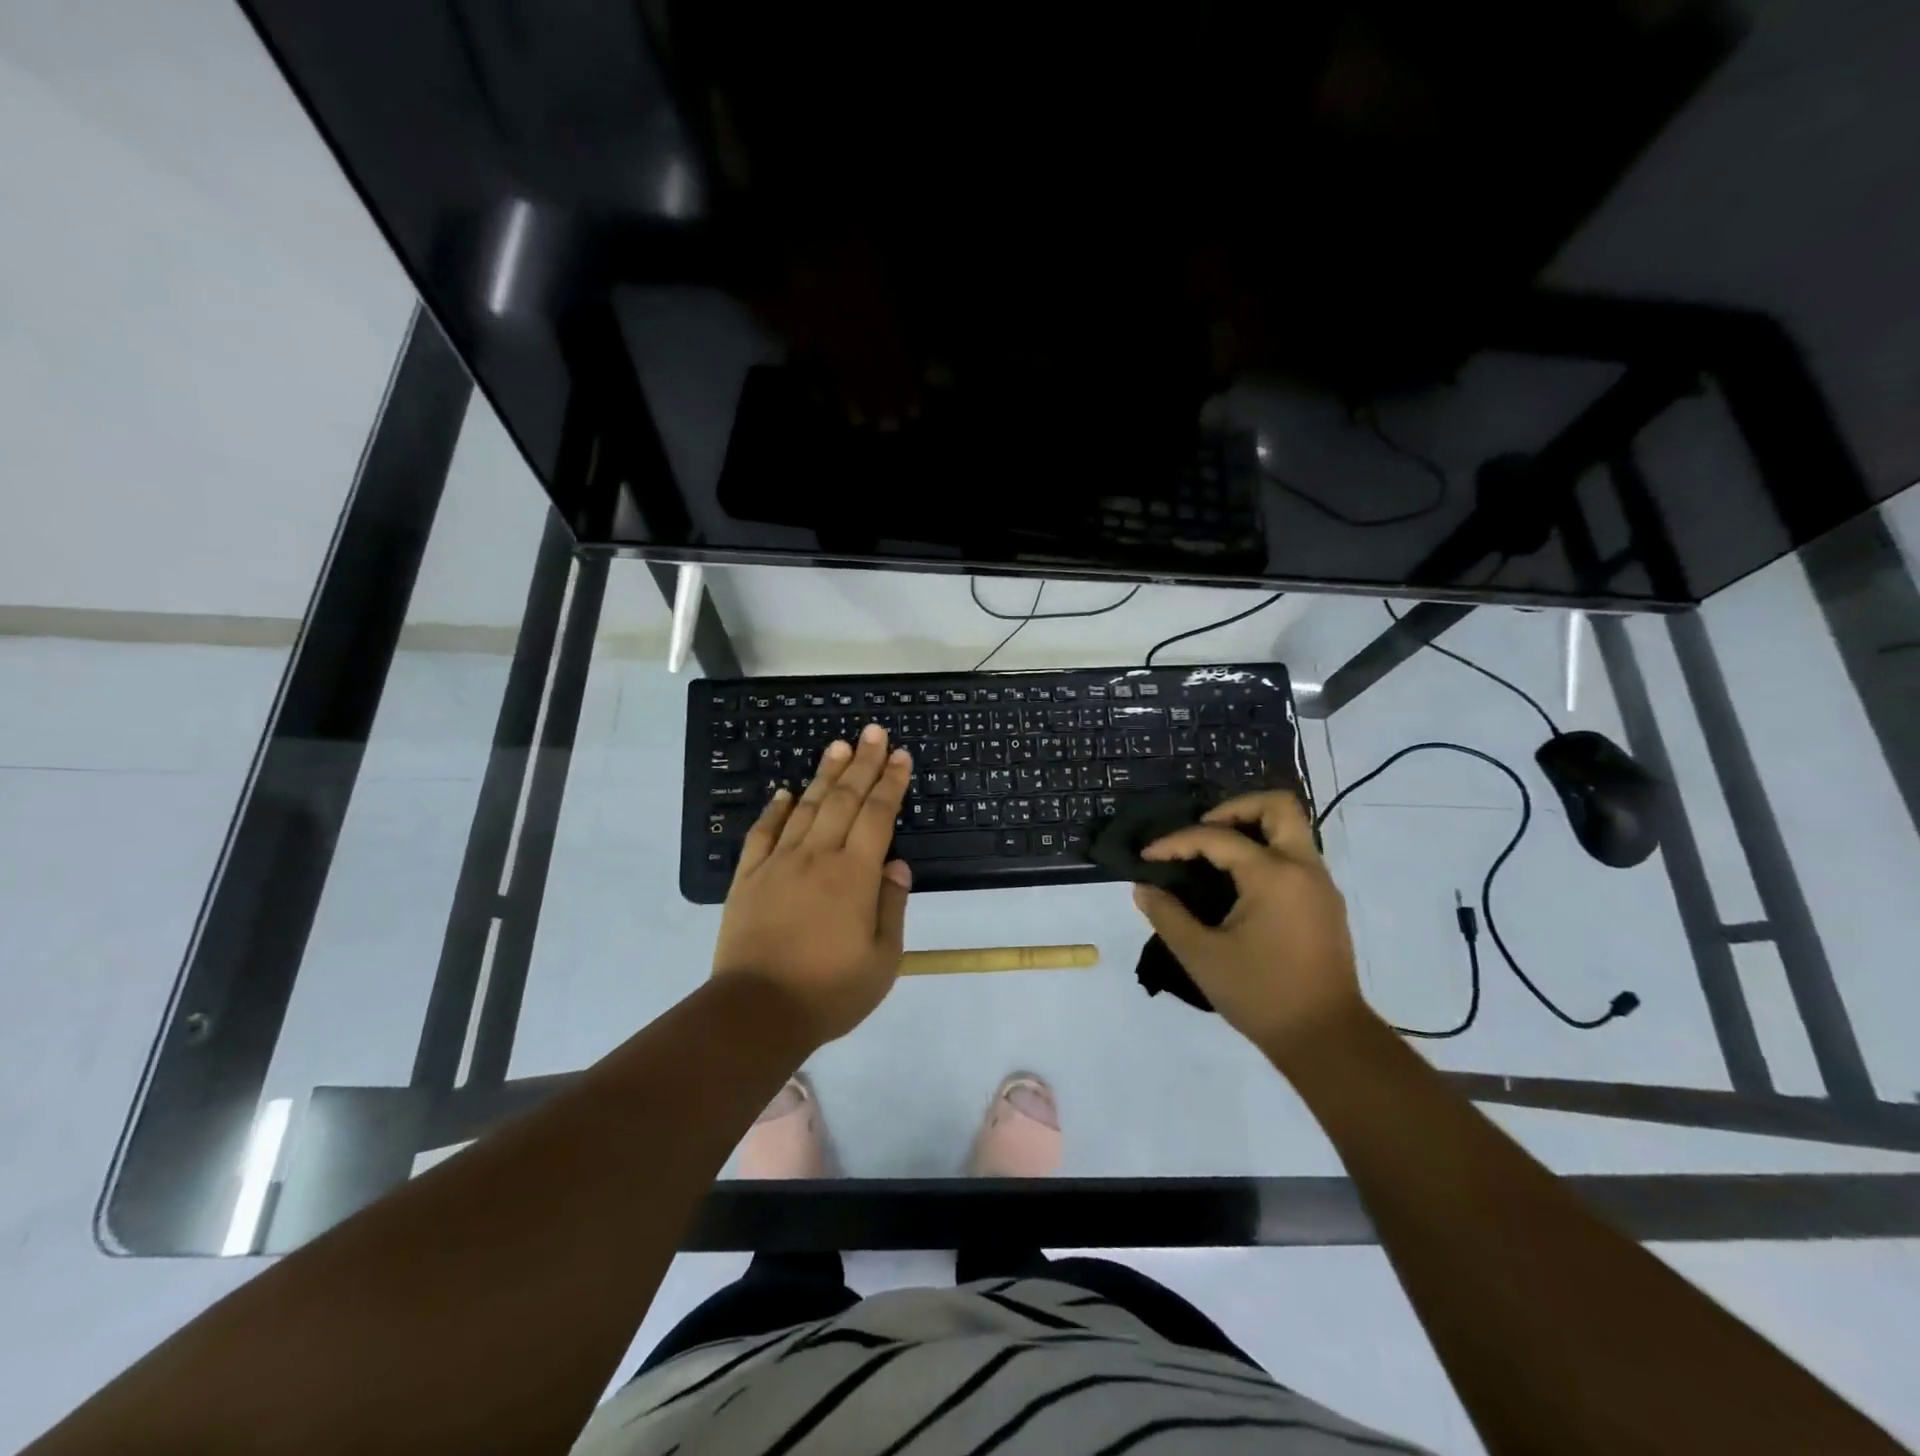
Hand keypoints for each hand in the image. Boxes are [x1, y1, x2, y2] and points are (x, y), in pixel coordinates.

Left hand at [713, 725, 913, 1046]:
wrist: (757, 1013)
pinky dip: (775, 809)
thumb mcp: (882, 960)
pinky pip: (763, 833)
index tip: (901, 756)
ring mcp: (778, 864)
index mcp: (854, 875)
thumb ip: (891, 907)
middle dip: (862, 763)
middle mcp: (817, 857)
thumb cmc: (830, 991)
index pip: (877, 815)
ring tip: (838, 746)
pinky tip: (785, 792)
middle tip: (873, 732)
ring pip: (806, 807)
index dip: (891, 783)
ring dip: (824, 774)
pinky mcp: (748, 878)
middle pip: (844, 799)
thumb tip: (897, 865)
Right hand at [1131, 791, 1368, 1060]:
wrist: (1327, 1039)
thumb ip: (1167, 915)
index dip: (1176, 842)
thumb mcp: (1201, 956)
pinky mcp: (1325, 903)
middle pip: (1277, 806)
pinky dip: (1264, 851)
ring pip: (1291, 828)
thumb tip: (1144, 888)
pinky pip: (1295, 855)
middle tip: (1201, 831)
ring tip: (1213, 855)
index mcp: (1274, 875)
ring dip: (1251, 828)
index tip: (1147, 857)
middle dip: (1234, 808)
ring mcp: (1320, 884)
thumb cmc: (1261, 994)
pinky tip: (1236, 882)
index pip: (1217, 838)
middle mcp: (1303, 868)